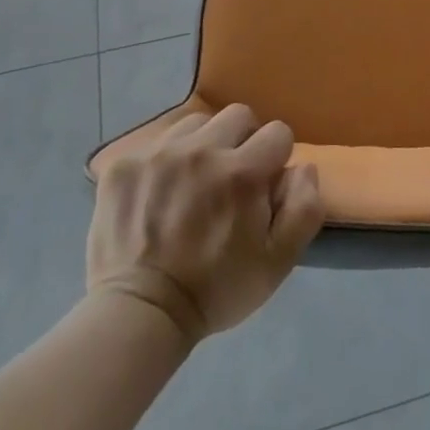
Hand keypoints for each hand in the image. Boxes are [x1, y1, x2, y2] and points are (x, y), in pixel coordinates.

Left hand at [86, 103, 323, 345]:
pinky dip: (166, 158)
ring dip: (204, 145)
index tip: (263, 187)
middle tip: (230, 179)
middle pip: (239, 116)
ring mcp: (159, 153)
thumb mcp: (279, 261)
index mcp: (242, 173)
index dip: (276, 160)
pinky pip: (158, 140)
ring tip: (193, 182)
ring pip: (197, 123)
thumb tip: (302, 167)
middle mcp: (202, 150)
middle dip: (243, 142)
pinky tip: (161, 191)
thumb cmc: (216, 289)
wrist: (140, 314)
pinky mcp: (124, 163)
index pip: (278, 133)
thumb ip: (305, 207)